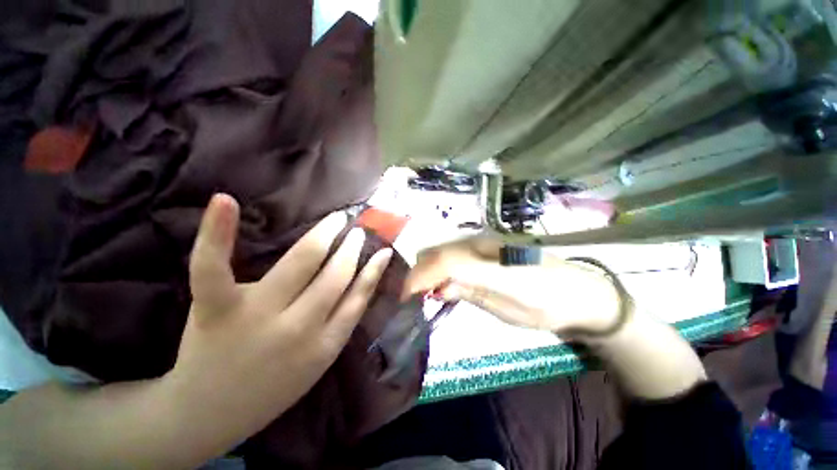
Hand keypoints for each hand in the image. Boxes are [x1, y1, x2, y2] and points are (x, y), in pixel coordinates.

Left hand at [165, 194, 392, 448]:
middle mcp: (299, 327)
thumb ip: (343, 320)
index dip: (372, 269)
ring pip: (302, 262)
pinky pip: (215, 268)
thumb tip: (364, 279)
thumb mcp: (321, 359)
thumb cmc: (272, 387)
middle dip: (351, 247)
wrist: (208, 414)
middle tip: (357, 230)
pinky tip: (224, 201)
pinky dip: (218, 233)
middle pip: (336, 274)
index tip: (382, 249)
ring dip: (325, 235)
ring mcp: (255, 314)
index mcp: (326, 344)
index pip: (359, 296)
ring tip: (337, 221)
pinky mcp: (215, 308)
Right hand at [402, 237, 621, 335]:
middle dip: (420, 273)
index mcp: (489, 259)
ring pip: (442, 251)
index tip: (404, 296)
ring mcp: (482, 244)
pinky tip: (445, 284)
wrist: (580, 292)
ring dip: (428, 270)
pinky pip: (453, 255)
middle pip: (437, 252)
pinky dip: (441, 268)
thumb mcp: (510, 307)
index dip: (420, 277)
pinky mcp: (485, 248)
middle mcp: (481, 244)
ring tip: (427, 292)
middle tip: (415, 297)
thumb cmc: (548, 304)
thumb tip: (438, 289)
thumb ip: (471, 291)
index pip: (444, 262)